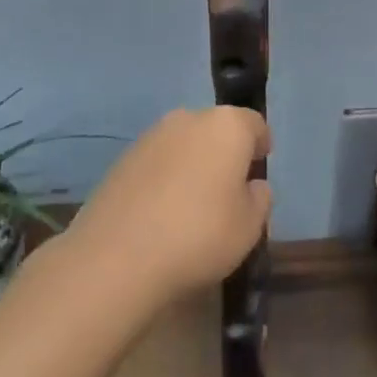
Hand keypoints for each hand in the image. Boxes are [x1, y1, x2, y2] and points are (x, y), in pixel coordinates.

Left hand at [67, 107, 270, 308]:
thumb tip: (251, 186)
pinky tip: (161, 214)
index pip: (254, 124)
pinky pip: (157, 163)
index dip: (260, 146)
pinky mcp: (122, 159)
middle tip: (228, 191)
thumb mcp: (250, 227)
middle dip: (224, 153)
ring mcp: (151, 136)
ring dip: (192, 165)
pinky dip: (164, 179)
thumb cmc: (199, 235)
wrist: (116, 258)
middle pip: (216, 130)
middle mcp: (189, 118)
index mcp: (227, 126)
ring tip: (192, 206)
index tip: (258, 170)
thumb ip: (259, 199)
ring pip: (184, 144)